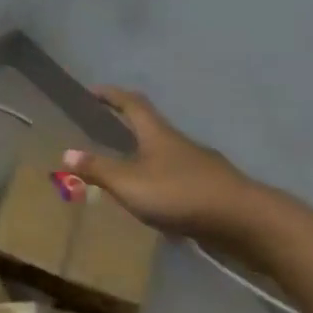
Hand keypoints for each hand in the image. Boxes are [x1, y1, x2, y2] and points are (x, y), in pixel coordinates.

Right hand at [63, 87, 264, 241]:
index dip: (112, 95)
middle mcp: (180, 144)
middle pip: (152, 128)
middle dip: (129, 127)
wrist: (247, 222)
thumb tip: (66, 152)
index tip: (94, 90)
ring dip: (146, 158)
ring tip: (127, 172)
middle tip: (106, 130)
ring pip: (167, 155)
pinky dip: (163, 184)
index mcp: (157, 134)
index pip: (132, 104)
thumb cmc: (181, 194)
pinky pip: (180, 180)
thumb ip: (98, 169)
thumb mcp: (129, 183)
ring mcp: (201, 167)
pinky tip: (158, 203)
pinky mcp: (214, 190)